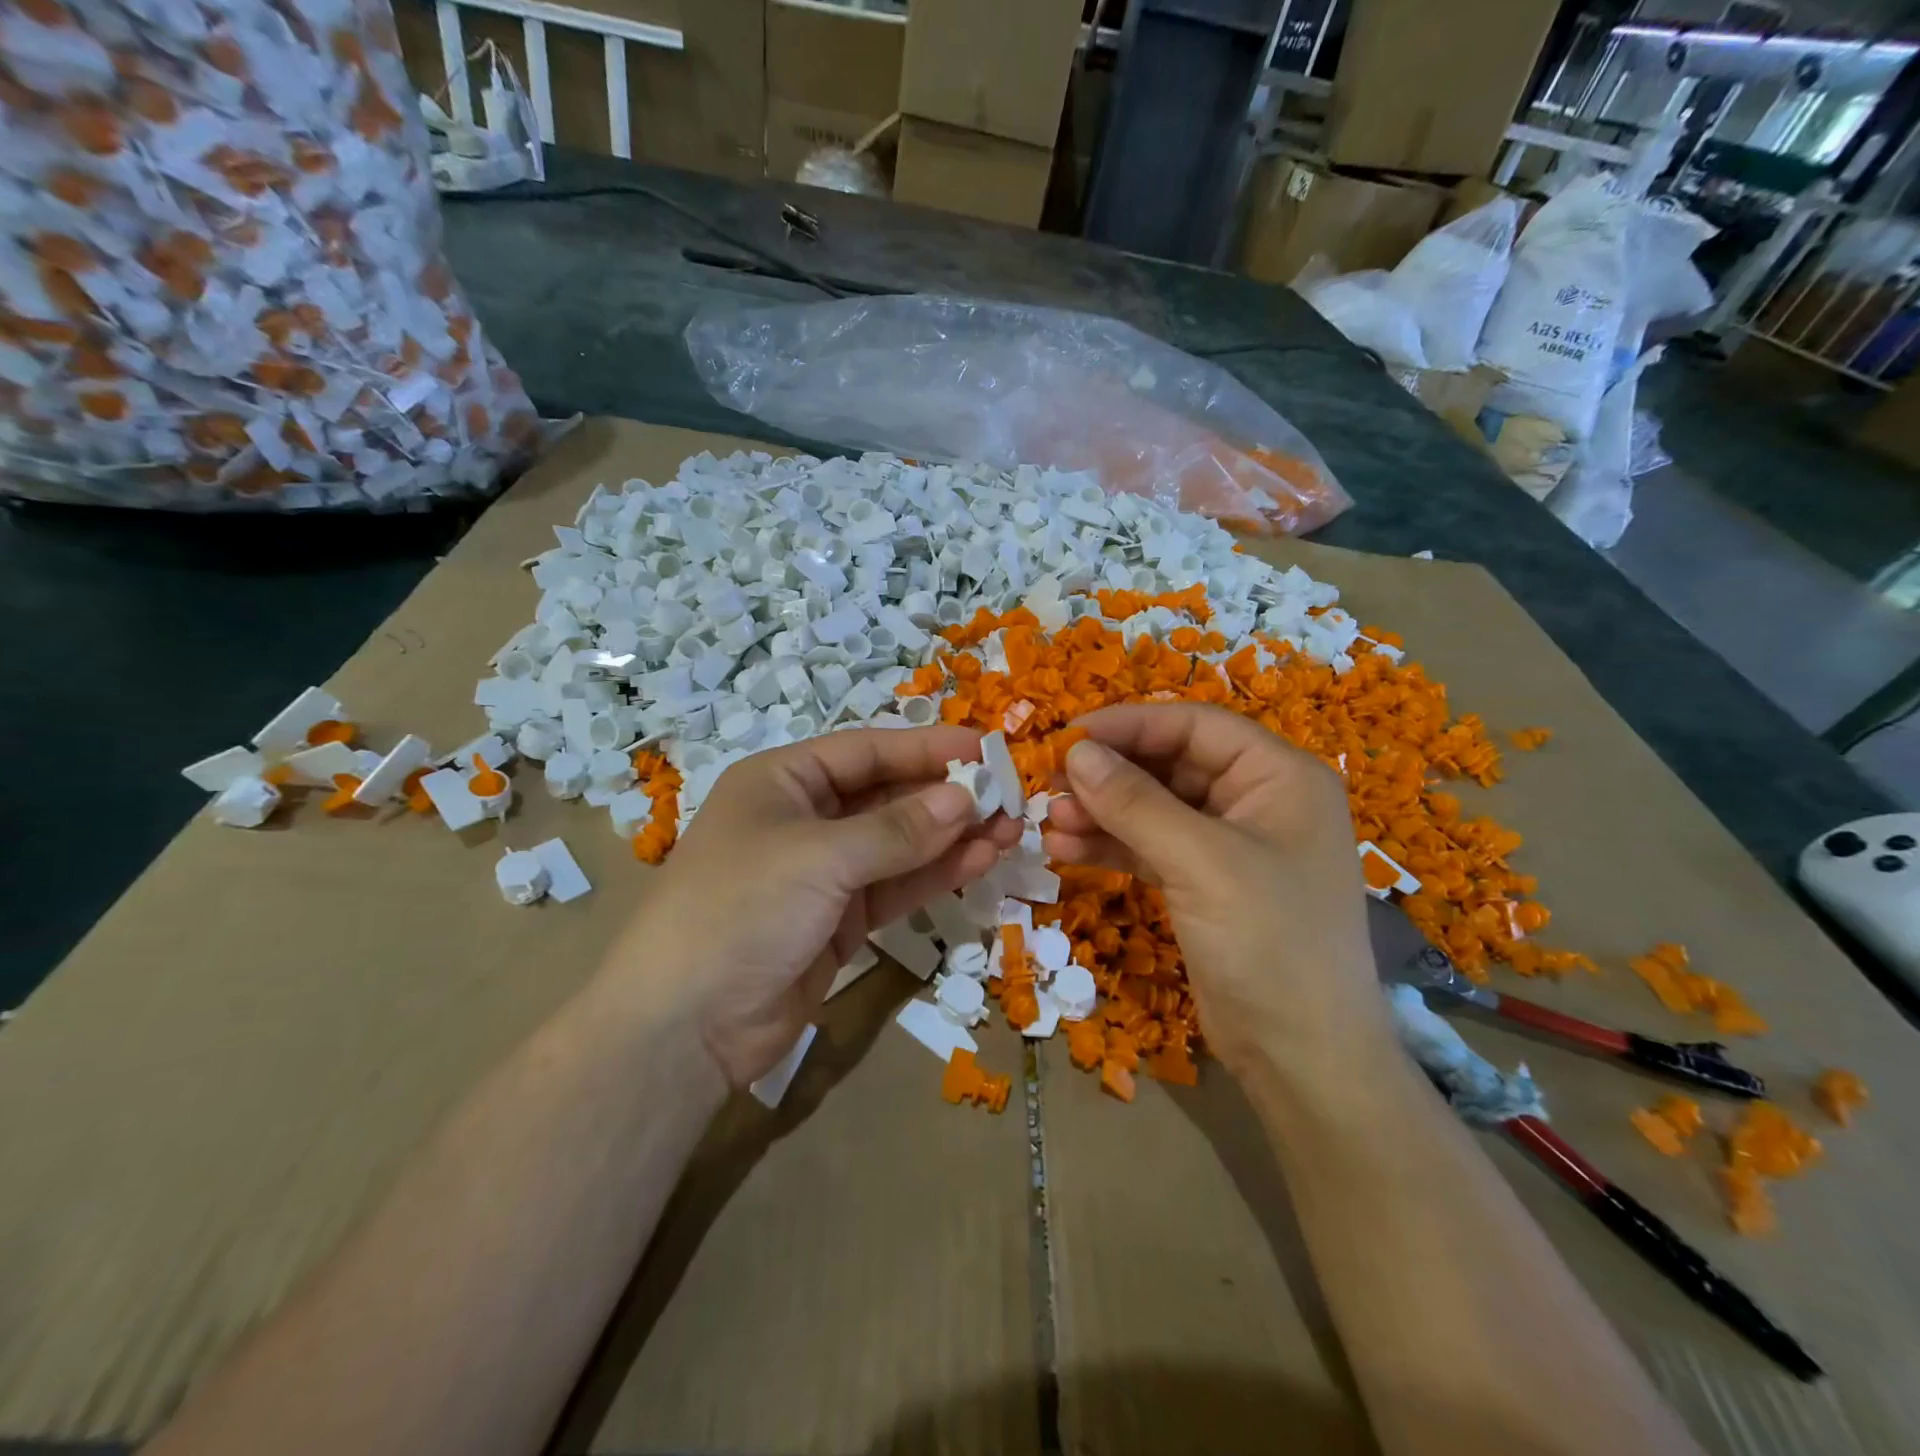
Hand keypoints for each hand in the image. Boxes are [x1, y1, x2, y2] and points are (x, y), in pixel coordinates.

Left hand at [603, 727, 1021, 1088]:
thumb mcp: (819, 858)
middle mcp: (803, 819)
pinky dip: (934, 874)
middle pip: (886, 795)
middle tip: (1009, 798)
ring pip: (898, 844)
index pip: (866, 750)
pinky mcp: (838, 920)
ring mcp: (822, 873)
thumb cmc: (741, 910)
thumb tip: (966, 797)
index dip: (926, 747)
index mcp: (782, 781)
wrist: (684, 1027)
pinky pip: (895, 886)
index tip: (985, 748)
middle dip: (945, 795)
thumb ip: (897, 829)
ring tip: (1008, 831)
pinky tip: (978, 862)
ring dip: (950, 836)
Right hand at [1042, 704, 1388, 1079]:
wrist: (1303, 1059)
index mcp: (1279, 777)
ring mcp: (1229, 846)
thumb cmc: (1269, 942)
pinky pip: (1149, 848)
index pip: (1195, 726)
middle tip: (1049, 782)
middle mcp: (1257, 801)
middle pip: (1170, 765)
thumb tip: (1075, 751)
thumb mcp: (1200, 862)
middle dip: (1109, 774)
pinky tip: (1064, 851)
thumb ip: (1135, 802)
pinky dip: (1110, 847)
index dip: (1129, 725)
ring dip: (1101, 812)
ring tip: (1049, 823)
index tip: (1068, 736)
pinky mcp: (1204, 885)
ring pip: (1153, 808)